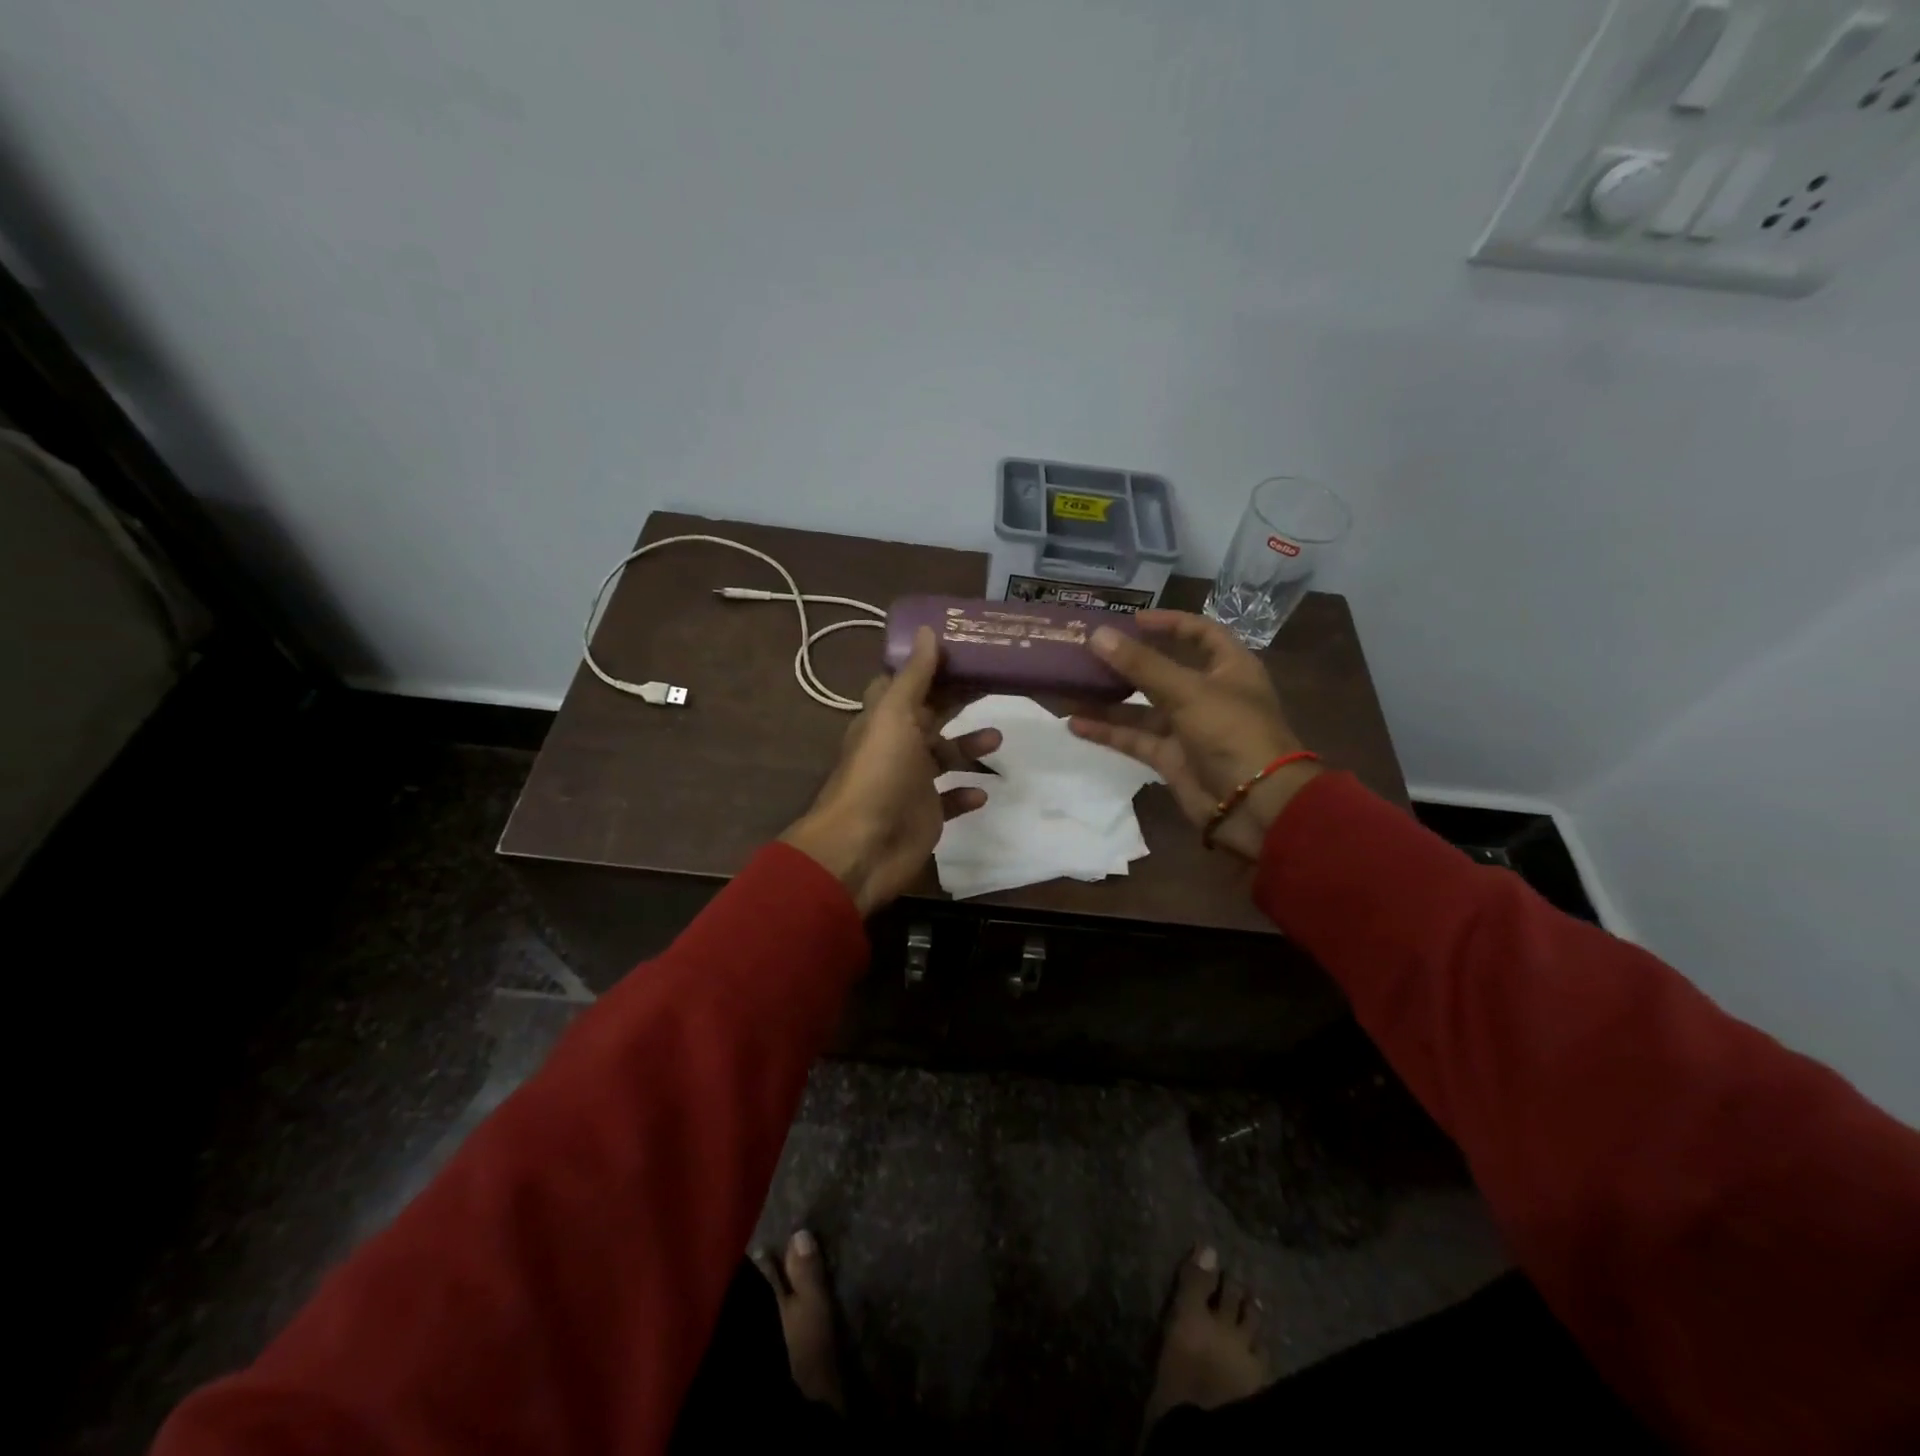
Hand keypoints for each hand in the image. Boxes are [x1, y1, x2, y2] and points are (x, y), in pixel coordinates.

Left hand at [780, 627, 998, 915]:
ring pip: (944, 757)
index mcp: (885, 719)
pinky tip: (983, 791)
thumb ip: (914, 677)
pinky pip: (950, 800)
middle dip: (959, 700)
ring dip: (969, 746)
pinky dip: (966, 793)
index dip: (930, 666)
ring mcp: (911, 783)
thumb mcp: (895, 716)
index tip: (964, 650)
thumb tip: (927, 629)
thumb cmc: (879, 774)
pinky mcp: (926, 815)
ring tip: (998, 738)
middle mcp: (897, 747)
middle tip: (996, 684)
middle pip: (932, 716)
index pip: (907, 684)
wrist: (863, 847)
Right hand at [1068, 611, 1318, 859]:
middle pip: (1162, 670)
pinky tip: (1076, 724)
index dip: (1169, 623)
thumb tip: (1097, 635)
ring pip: (1142, 708)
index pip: (1200, 633)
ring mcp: (1188, 728)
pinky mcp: (1171, 758)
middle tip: (1087, 653)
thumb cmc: (1232, 733)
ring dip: (1108, 700)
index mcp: (1229, 668)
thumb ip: (1141, 665)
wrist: (1255, 805)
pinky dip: (1108, 732)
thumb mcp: (1188, 692)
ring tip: (1068, 689)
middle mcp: (1208, 694)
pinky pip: (1135, 739)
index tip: (1131, 620)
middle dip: (1126, 663)